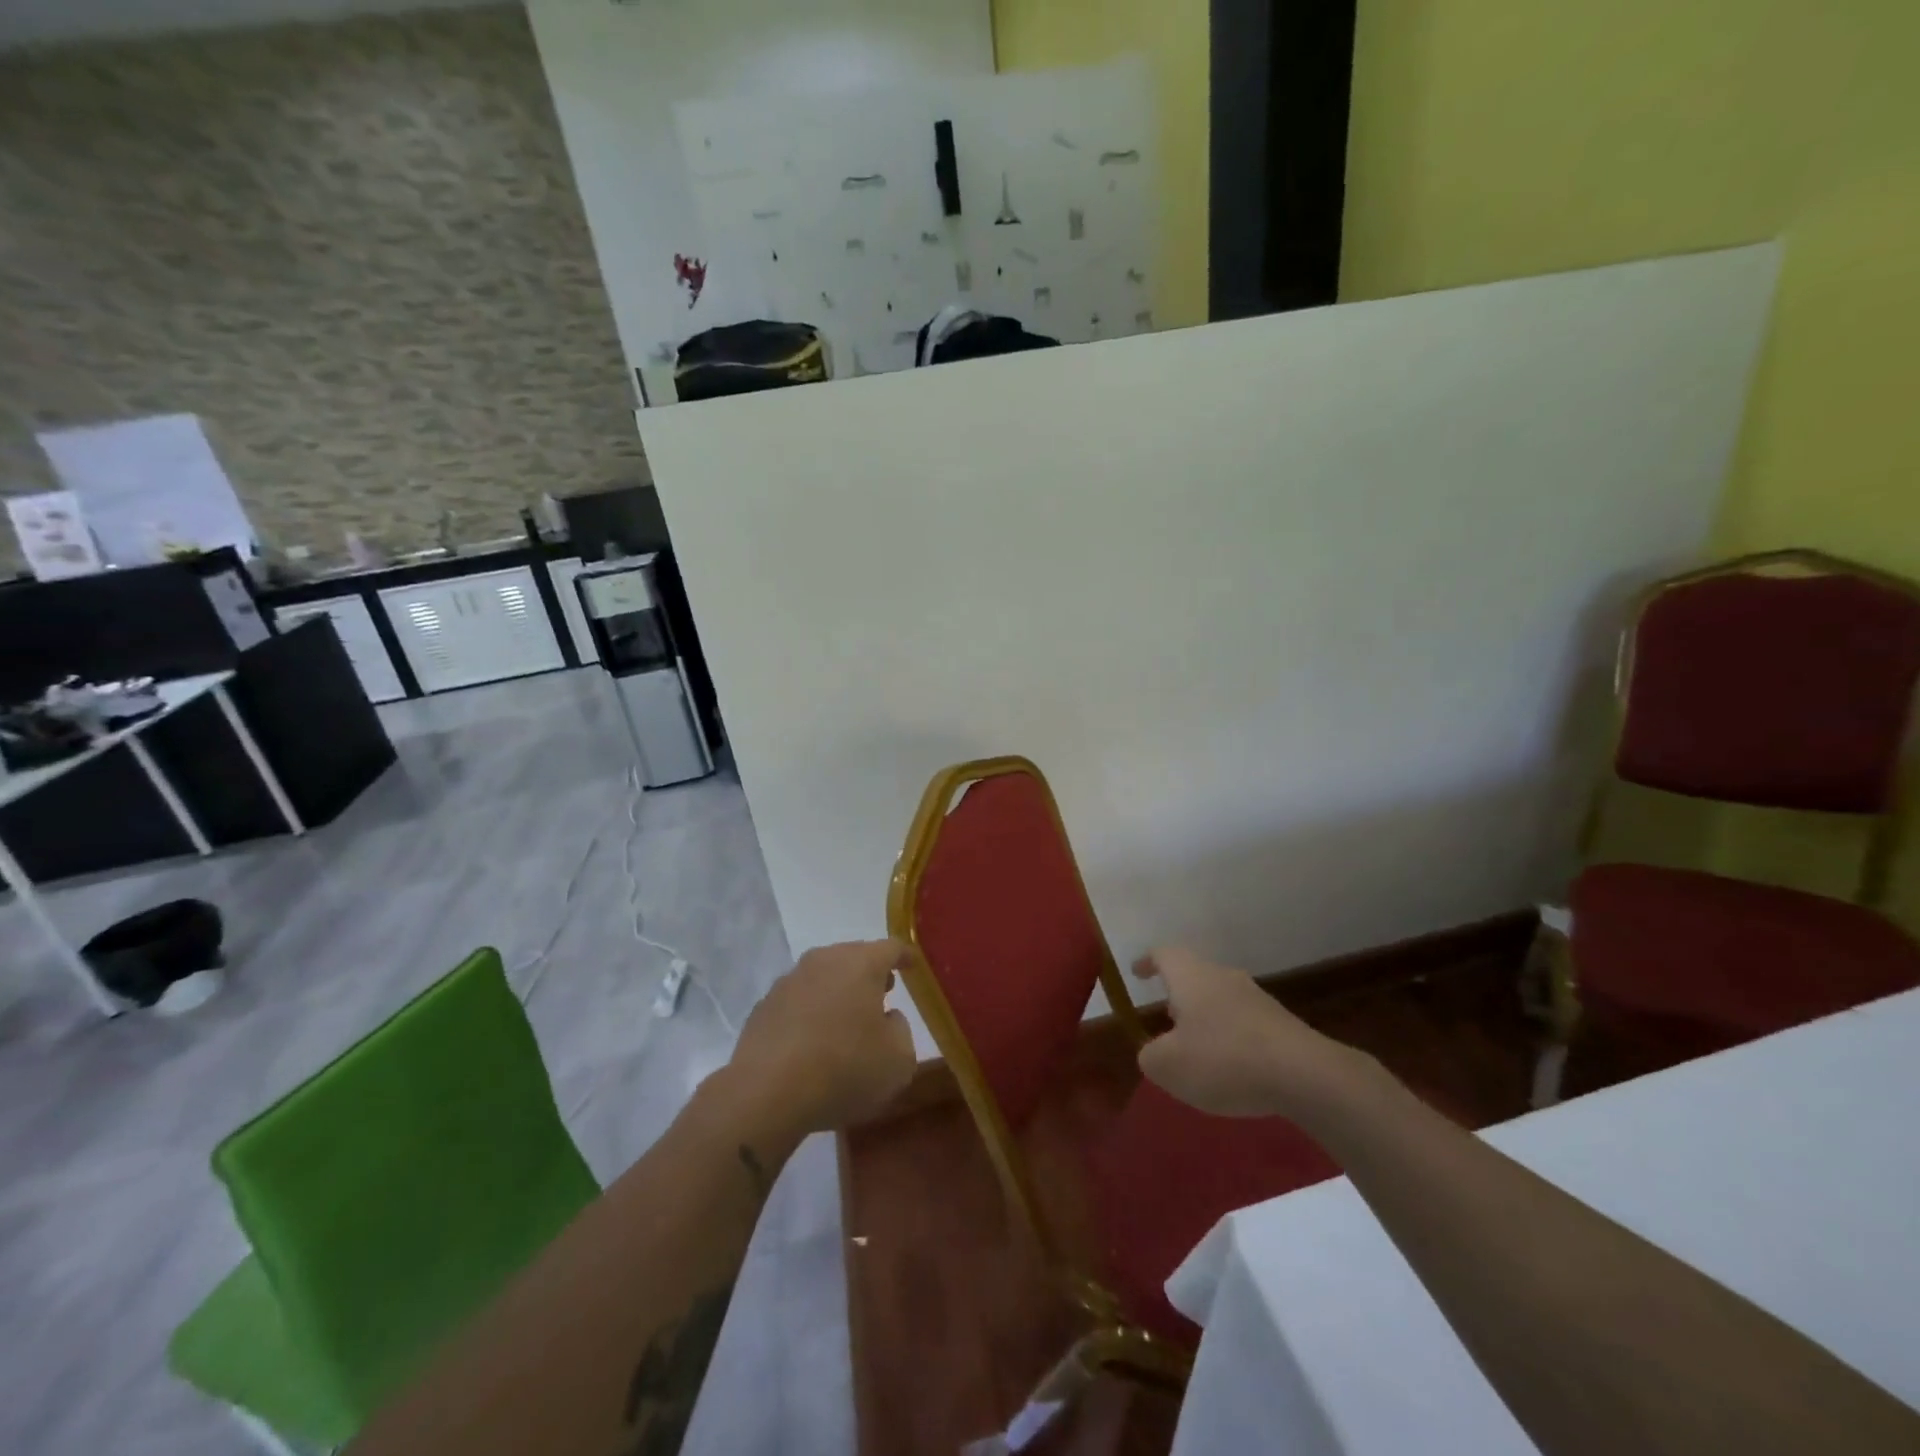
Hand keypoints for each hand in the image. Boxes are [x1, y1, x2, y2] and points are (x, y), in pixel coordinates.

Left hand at [722, 939, 917, 1135]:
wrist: (766, 1093)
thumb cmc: (844, 1069)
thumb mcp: (898, 1060)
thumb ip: (901, 1030)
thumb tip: (888, 1018)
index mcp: (861, 964)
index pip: (891, 948)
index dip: (905, 956)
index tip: (913, 966)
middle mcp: (824, 961)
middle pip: (853, 957)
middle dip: (871, 972)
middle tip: (884, 992)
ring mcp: (789, 981)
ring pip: (823, 977)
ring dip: (838, 992)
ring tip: (848, 1019)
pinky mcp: (764, 1007)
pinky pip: (798, 1001)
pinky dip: (811, 1012)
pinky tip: (813, 1041)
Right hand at [1133, 946, 1371, 1119]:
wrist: (1304, 1074)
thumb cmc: (1223, 1059)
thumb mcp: (1167, 1066)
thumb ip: (1150, 1055)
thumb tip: (1154, 1051)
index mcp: (1191, 976)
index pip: (1164, 954)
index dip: (1148, 961)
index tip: (1137, 973)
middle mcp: (1223, 977)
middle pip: (1195, 975)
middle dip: (1178, 995)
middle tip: (1166, 1018)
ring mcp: (1256, 999)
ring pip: (1221, 999)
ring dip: (1206, 1019)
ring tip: (1198, 1050)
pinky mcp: (1282, 1024)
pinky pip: (1245, 1023)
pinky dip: (1231, 1039)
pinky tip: (1232, 1069)